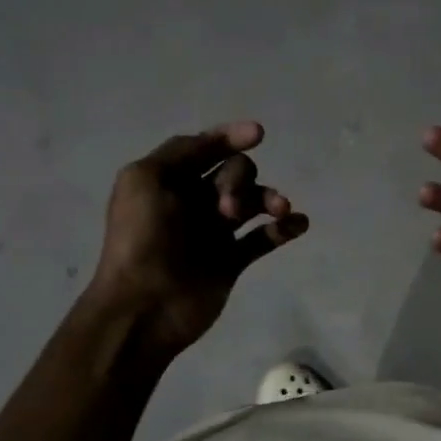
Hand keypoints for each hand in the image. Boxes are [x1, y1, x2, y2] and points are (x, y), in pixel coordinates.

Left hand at [88, 122, 308, 356]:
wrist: (145, 305)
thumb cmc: (142, 239)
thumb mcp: (146, 180)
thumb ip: (182, 153)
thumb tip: (219, 142)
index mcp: (168, 180)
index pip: (204, 148)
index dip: (230, 137)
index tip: (258, 134)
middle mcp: (192, 201)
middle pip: (234, 173)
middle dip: (239, 180)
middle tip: (226, 210)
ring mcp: (214, 232)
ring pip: (253, 203)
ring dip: (269, 199)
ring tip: (279, 210)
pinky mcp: (231, 261)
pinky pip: (264, 238)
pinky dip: (284, 228)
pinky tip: (298, 223)